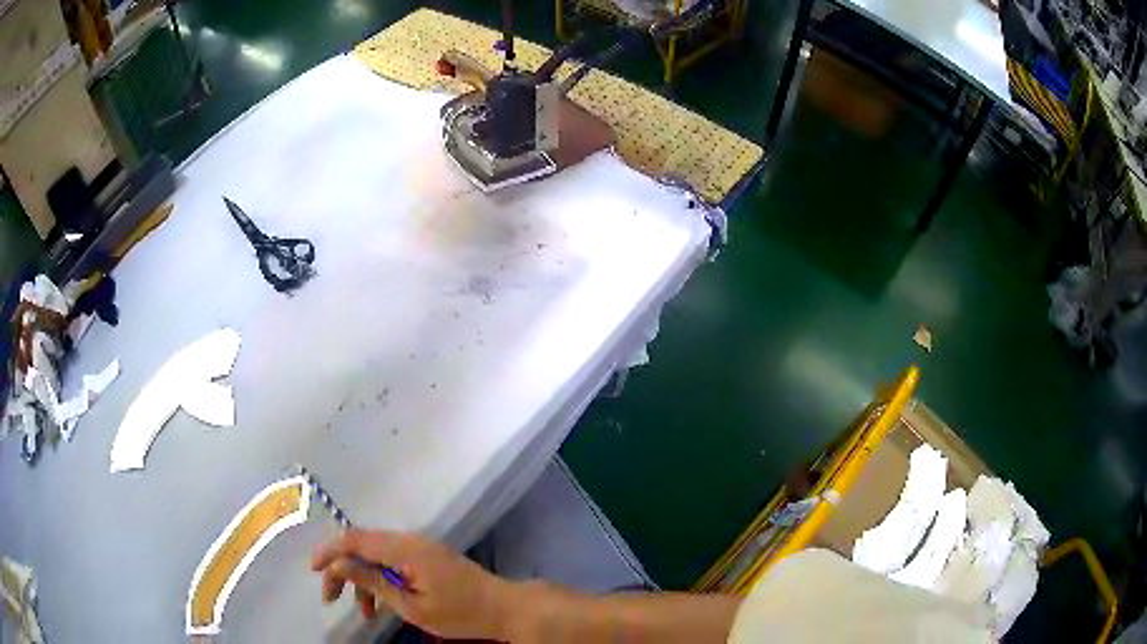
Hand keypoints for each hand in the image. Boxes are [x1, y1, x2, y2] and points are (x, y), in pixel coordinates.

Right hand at [311, 530, 516, 639]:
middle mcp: (409, 540)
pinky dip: (381, 579)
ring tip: (363, 612)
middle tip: (331, 598)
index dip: (329, 551)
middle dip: (342, 569)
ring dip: (363, 579)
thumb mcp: (411, 606)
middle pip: (362, 545)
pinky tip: (380, 604)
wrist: (504, 608)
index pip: (355, 540)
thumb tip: (338, 564)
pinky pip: (393, 561)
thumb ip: (373, 583)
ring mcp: (419, 546)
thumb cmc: (459, 613)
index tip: (313, 571)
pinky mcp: (427, 555)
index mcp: (404, 549)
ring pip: (376, 555)